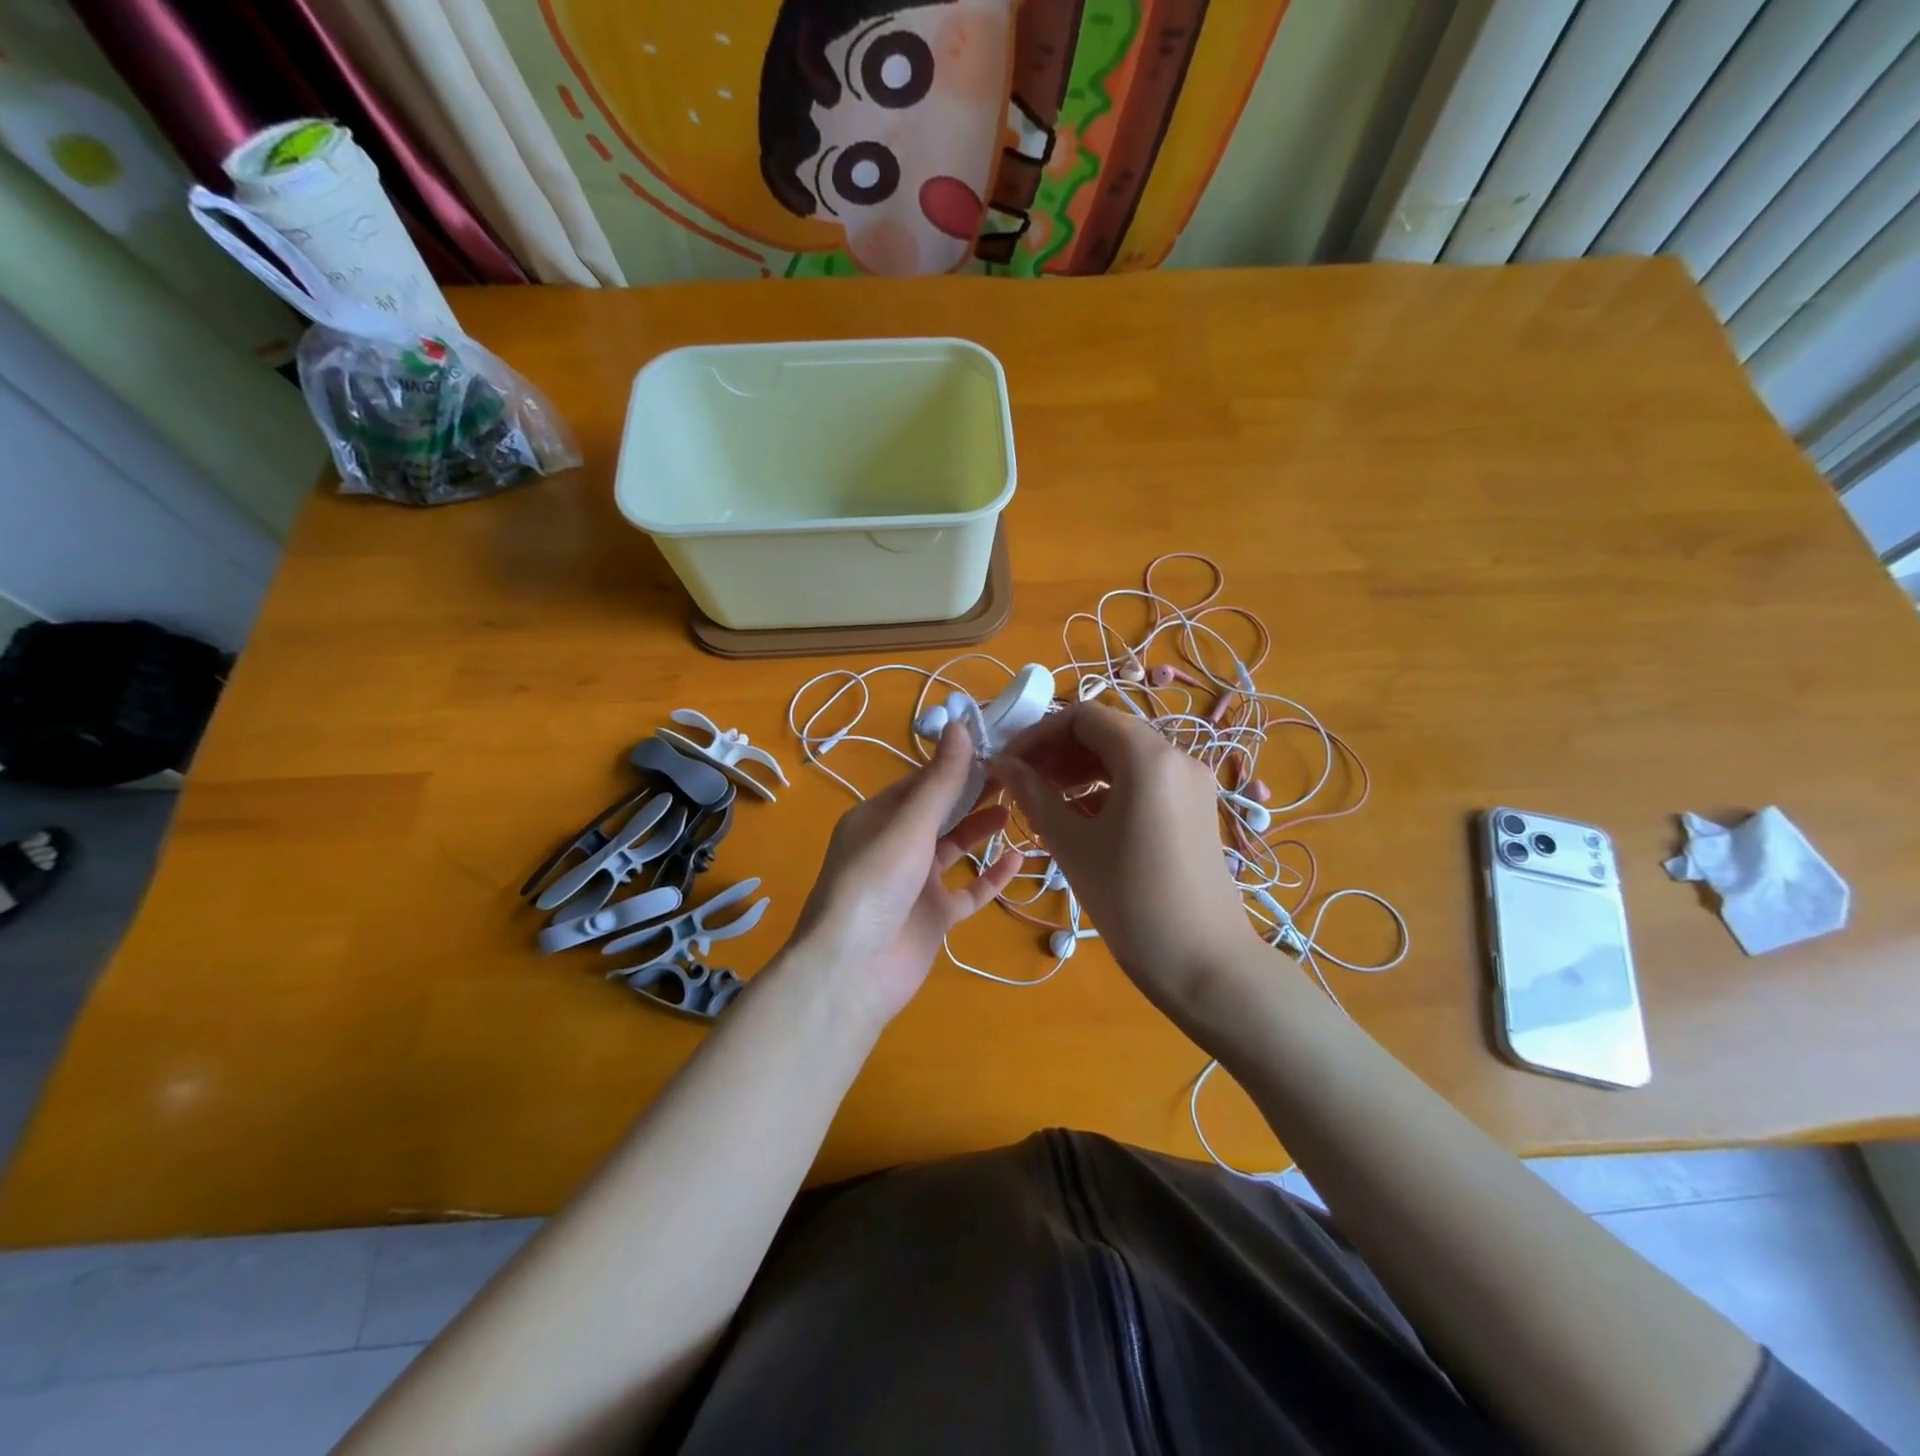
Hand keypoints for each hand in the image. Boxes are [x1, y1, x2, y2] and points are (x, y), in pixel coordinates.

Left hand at [791, 722, 1021, 1024]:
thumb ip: (940, 781)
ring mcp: (915, 883)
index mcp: (878, 818)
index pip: (920, 782)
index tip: (994, 746)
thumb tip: (959, 725)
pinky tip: (1017, 859)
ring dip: (981, 828)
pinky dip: (991, 876)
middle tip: (1016, 773)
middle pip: (940, 812)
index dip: (955, 764)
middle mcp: (895, 846)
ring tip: (1018, 806)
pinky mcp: (934, 916)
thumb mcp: (909, 825)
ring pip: (954, 848)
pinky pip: (968, 890)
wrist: (853, 970)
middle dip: (973, 793)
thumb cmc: (875, 884)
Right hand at [993, 703, 1264, 1016]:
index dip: (1038, 733)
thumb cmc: (1130, 901)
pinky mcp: (1196, 806)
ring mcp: (1191, 781)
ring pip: (1124, 755)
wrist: (1204, 963)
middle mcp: (1176, 755)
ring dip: (1080, 768)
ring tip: (1044, 800)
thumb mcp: (1072, 844)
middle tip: (1021, 782)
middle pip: (1106, 732)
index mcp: (1147, 756)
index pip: (1082, 716)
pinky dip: (1108, 787)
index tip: (1008, 761)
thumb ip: (1033, 794)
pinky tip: (1080, 815)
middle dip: (1058, 750)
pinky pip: (1144, 779)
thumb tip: (1000, 763)